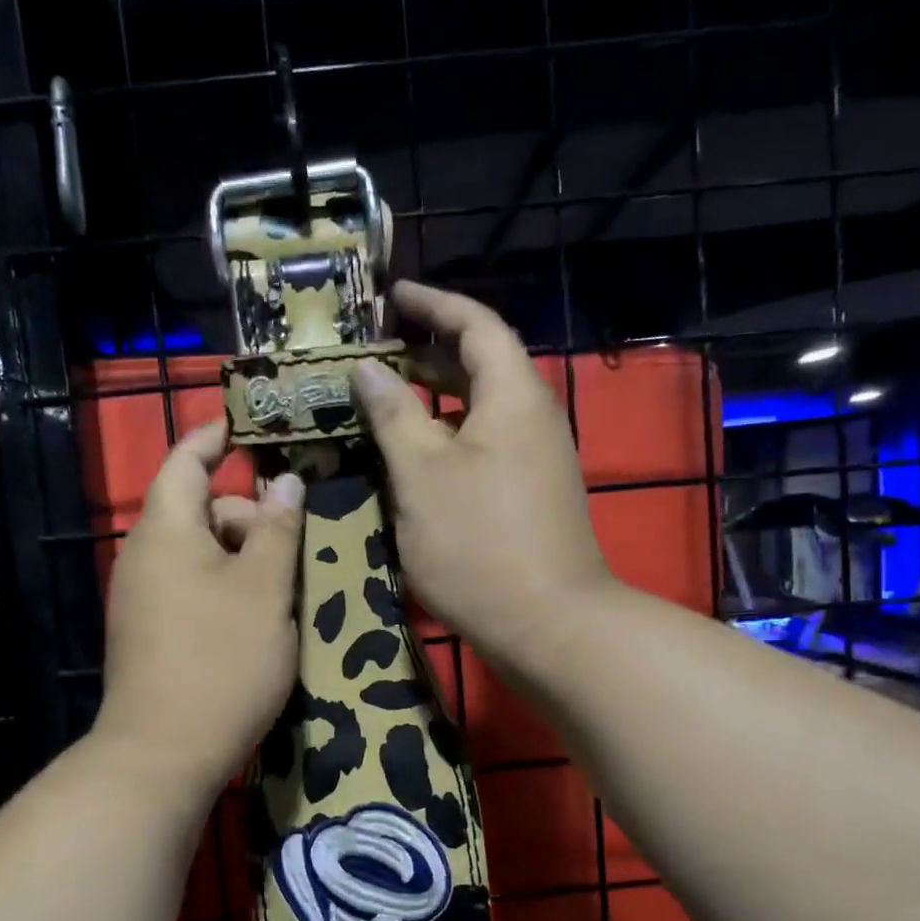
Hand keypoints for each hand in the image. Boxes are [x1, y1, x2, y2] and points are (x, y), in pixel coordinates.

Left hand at [97, 422, 305, 793]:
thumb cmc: (221, 661)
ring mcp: (143, 597)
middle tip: (297, 544)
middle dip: (249, 515)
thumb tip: (285, 481)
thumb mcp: (265, 589)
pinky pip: (192, 586)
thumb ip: (277, 529)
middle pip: (200, 509)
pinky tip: (261, 617)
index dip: (216, 436)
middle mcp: (145, 555)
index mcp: (166, 530)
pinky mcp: (151, 631)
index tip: (251, 425)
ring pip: (201, 553)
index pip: (186, 460)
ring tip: (288, 587)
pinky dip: (227, 586)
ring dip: (244, 557)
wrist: (162, 754)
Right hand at [352, 280, 611, 671]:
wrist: (549, 624)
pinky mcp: (532, 494)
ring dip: (436, 398)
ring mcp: (537, 459)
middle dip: (431, 350)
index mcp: (513, 396)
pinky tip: (415, 459)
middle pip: (483, 364)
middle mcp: (533, 417)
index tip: (393, 296)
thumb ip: (394, 415)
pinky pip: (486, 445)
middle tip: (380, 349)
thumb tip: (369, 370)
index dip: (434, 304)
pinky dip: (449, 437)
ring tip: (387, 400)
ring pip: (482, 410)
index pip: (476, 325)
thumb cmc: (478, 543)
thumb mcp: (422, 475)